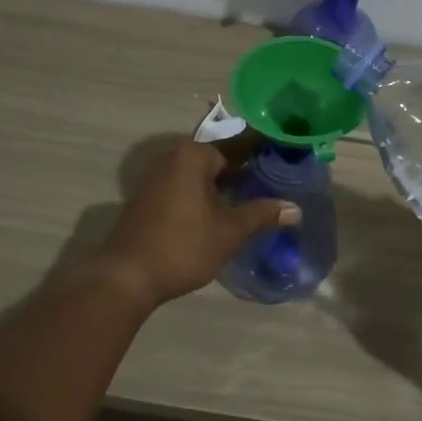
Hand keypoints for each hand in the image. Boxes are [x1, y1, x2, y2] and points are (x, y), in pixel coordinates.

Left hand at [95, 139, 300, 307]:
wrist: (127, 276)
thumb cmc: (182, 246)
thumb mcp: (229, 232)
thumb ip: (261, 214)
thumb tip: (295, 209)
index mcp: (193, 156)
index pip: (237, 144)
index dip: (263, 149)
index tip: (285, 153)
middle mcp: (173, 158)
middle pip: (218, 157)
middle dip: (245, 168)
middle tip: (277, 177)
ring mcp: (158, 178)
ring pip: (202, 174)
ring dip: (226, 183)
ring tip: (257, 193)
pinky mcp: (150, 198)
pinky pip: (187, 186)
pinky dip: (207, 193)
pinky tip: (225, 210)